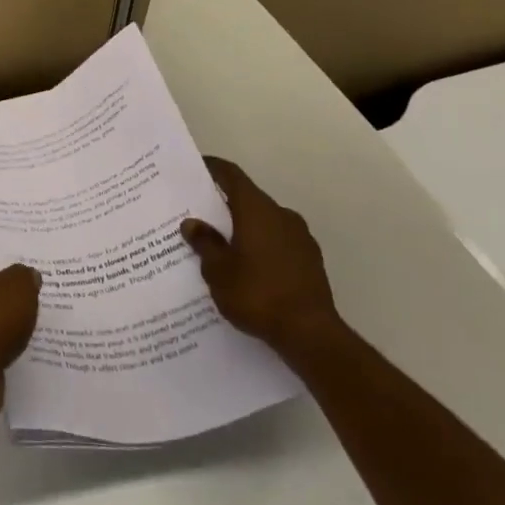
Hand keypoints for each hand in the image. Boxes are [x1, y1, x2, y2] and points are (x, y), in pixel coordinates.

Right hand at [182, 157, 338, 354]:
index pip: (232, 175)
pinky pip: (279, 243)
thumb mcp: (218, 271)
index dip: (213, 169)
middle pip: (248, 199)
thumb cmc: (258, 294)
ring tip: (224, 248)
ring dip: (245, 229)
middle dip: (225, 206)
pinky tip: (250, 271)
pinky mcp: (312, 261)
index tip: (196, 169)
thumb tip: (192, 223)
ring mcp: (301, 238)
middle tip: (202, 217)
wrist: (312, 335)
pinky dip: (263, 248)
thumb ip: (205, 243)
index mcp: (256, 209)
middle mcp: (281, 215)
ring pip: (265, 223)